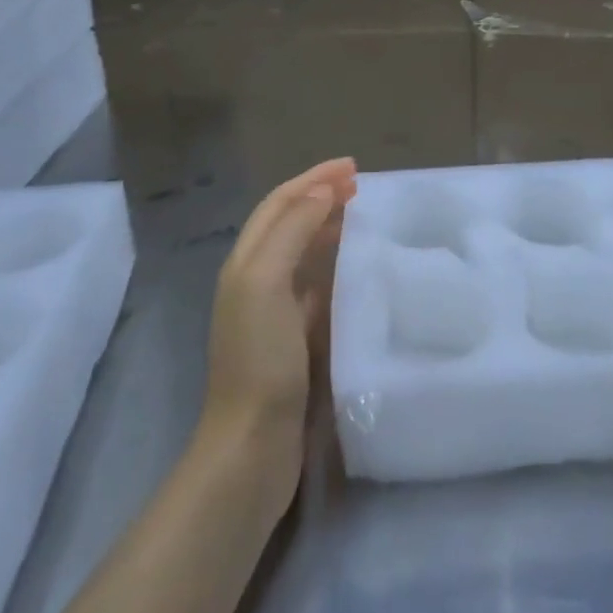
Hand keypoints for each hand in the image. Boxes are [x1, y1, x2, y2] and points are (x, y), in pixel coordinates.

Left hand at [199, 158, 357, 482]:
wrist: (253, 445)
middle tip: (363, 187)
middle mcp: (258, 280)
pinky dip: (339, 266)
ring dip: (332, 228)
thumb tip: (322, 191)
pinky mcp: (298, 338)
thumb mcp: (266, 283)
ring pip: (306, 253)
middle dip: (323, 197)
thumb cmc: (260, 358)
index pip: (280, 204)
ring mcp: (277, 311)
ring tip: (365, 217)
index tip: (353, 168)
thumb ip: (292, 232)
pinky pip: (321, 286)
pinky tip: (361, 268)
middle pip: (291, 223)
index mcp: (246, 263)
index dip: (313, 179)